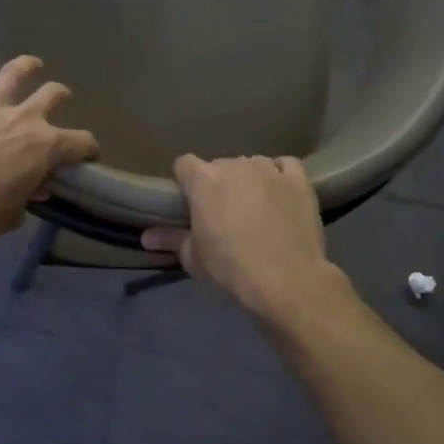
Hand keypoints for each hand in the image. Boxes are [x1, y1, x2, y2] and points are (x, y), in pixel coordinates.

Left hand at [0, 54, 98, 244]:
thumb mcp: (14, 212)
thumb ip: (27, 195)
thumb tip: (35, 187)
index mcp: (46, 147)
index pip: (81, 143)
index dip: (89, 149)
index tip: (88, 156)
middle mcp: (25, 119)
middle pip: (53, 96)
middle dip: (61, 96)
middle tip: (62, 98)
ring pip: (14, 74)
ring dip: (26, 66)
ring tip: (33, 64)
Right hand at [142, 155, 335, 322]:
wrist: (286, 280)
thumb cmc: (230, 267)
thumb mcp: (193, 258)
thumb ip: (170, 240)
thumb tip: (146, 237)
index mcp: (203, 180)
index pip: (184, 164)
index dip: (186, 182)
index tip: (190, 202)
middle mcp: (234, 165)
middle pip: (219, 165)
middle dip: (219, 184)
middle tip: (224, 213)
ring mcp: (268, 169)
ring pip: (252, 165)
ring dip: (249, 180)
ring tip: (256, 207)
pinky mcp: (298, 180)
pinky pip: (285, 166)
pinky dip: (280, 176)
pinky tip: (280, 194)